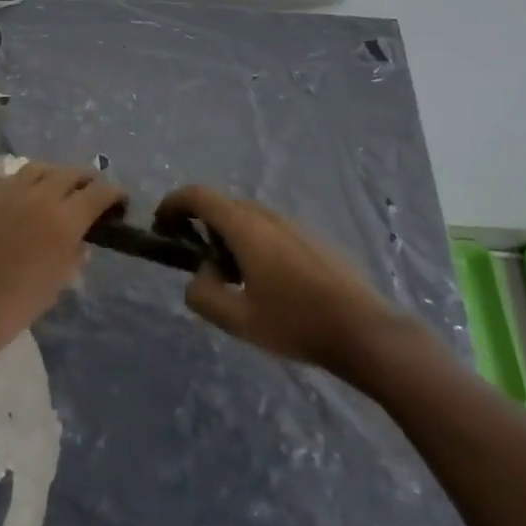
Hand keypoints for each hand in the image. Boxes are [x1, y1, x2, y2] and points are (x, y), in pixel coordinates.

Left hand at [0, 162, 124, 371]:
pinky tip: (25, 197)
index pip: (99, 192)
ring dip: (56, 176)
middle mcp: (42, 195)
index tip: (120, 202)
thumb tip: (83, 242)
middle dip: (88, 181)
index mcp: (65, 218)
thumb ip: (75, 256)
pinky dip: (26, 182)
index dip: (114, 193)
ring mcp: (10, 190)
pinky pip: (13, 177)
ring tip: (58, 190)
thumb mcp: (57, 284)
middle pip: (72, 173)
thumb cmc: (16, 305)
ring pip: (42, 167)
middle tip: (91, 195)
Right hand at [155, 185, 398, 373]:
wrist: (364, 330)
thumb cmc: (296, 322)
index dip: (173, 203)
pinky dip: (253, 243)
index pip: (198, 195)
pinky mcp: (312, 238)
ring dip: (229, 237)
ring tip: (231, 278)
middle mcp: (267, 215)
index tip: (161, 225)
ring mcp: (293, 224)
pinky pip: (270, 230)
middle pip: (223, 206)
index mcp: (245, 226)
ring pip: (248, 218)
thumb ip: (205, 294)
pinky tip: (265, 283)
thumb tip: (200, 274)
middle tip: (196, 262)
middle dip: (201, 226)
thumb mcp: (238, 319)